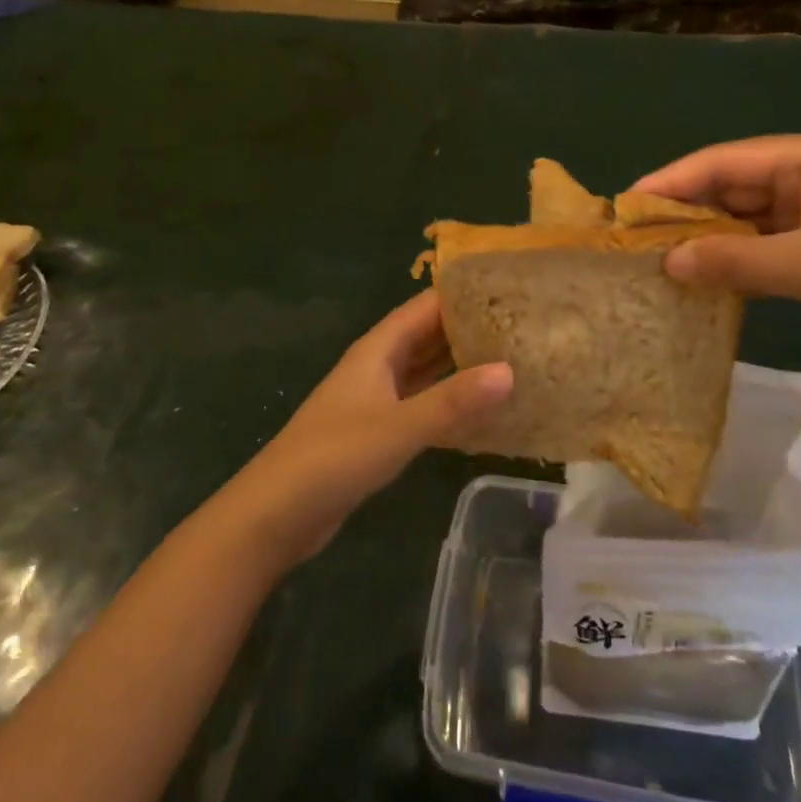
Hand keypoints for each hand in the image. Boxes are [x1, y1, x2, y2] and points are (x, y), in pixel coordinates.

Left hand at [223, 290, 511, 566]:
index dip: (464, 294)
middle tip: (522, 325)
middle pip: (428, 335)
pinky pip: (422, 403)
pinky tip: (481, 409)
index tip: (509, 288)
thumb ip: (452, 401)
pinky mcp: (378, 431)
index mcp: (378, 350)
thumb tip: (509, 370)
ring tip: (513, 359)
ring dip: (461, 364)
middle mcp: (378, 366)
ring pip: (426, 370)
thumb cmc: (334, 457)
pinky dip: (449, 400)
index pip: (426, 306)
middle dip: (470, 328)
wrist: (277, 512)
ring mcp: (377, 399)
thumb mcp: (398, 427)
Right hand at [632, 135, 800, 373]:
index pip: (721, 161)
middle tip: (633, 241)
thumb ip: (733, 261)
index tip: (625, 205)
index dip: (671, 181)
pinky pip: (759, 248)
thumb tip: (666, 264)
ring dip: (705, 241)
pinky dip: (731, 262)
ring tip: (656, 263)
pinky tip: (699, 280)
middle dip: (684, 213)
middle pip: (728, 188)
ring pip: (741, 221)